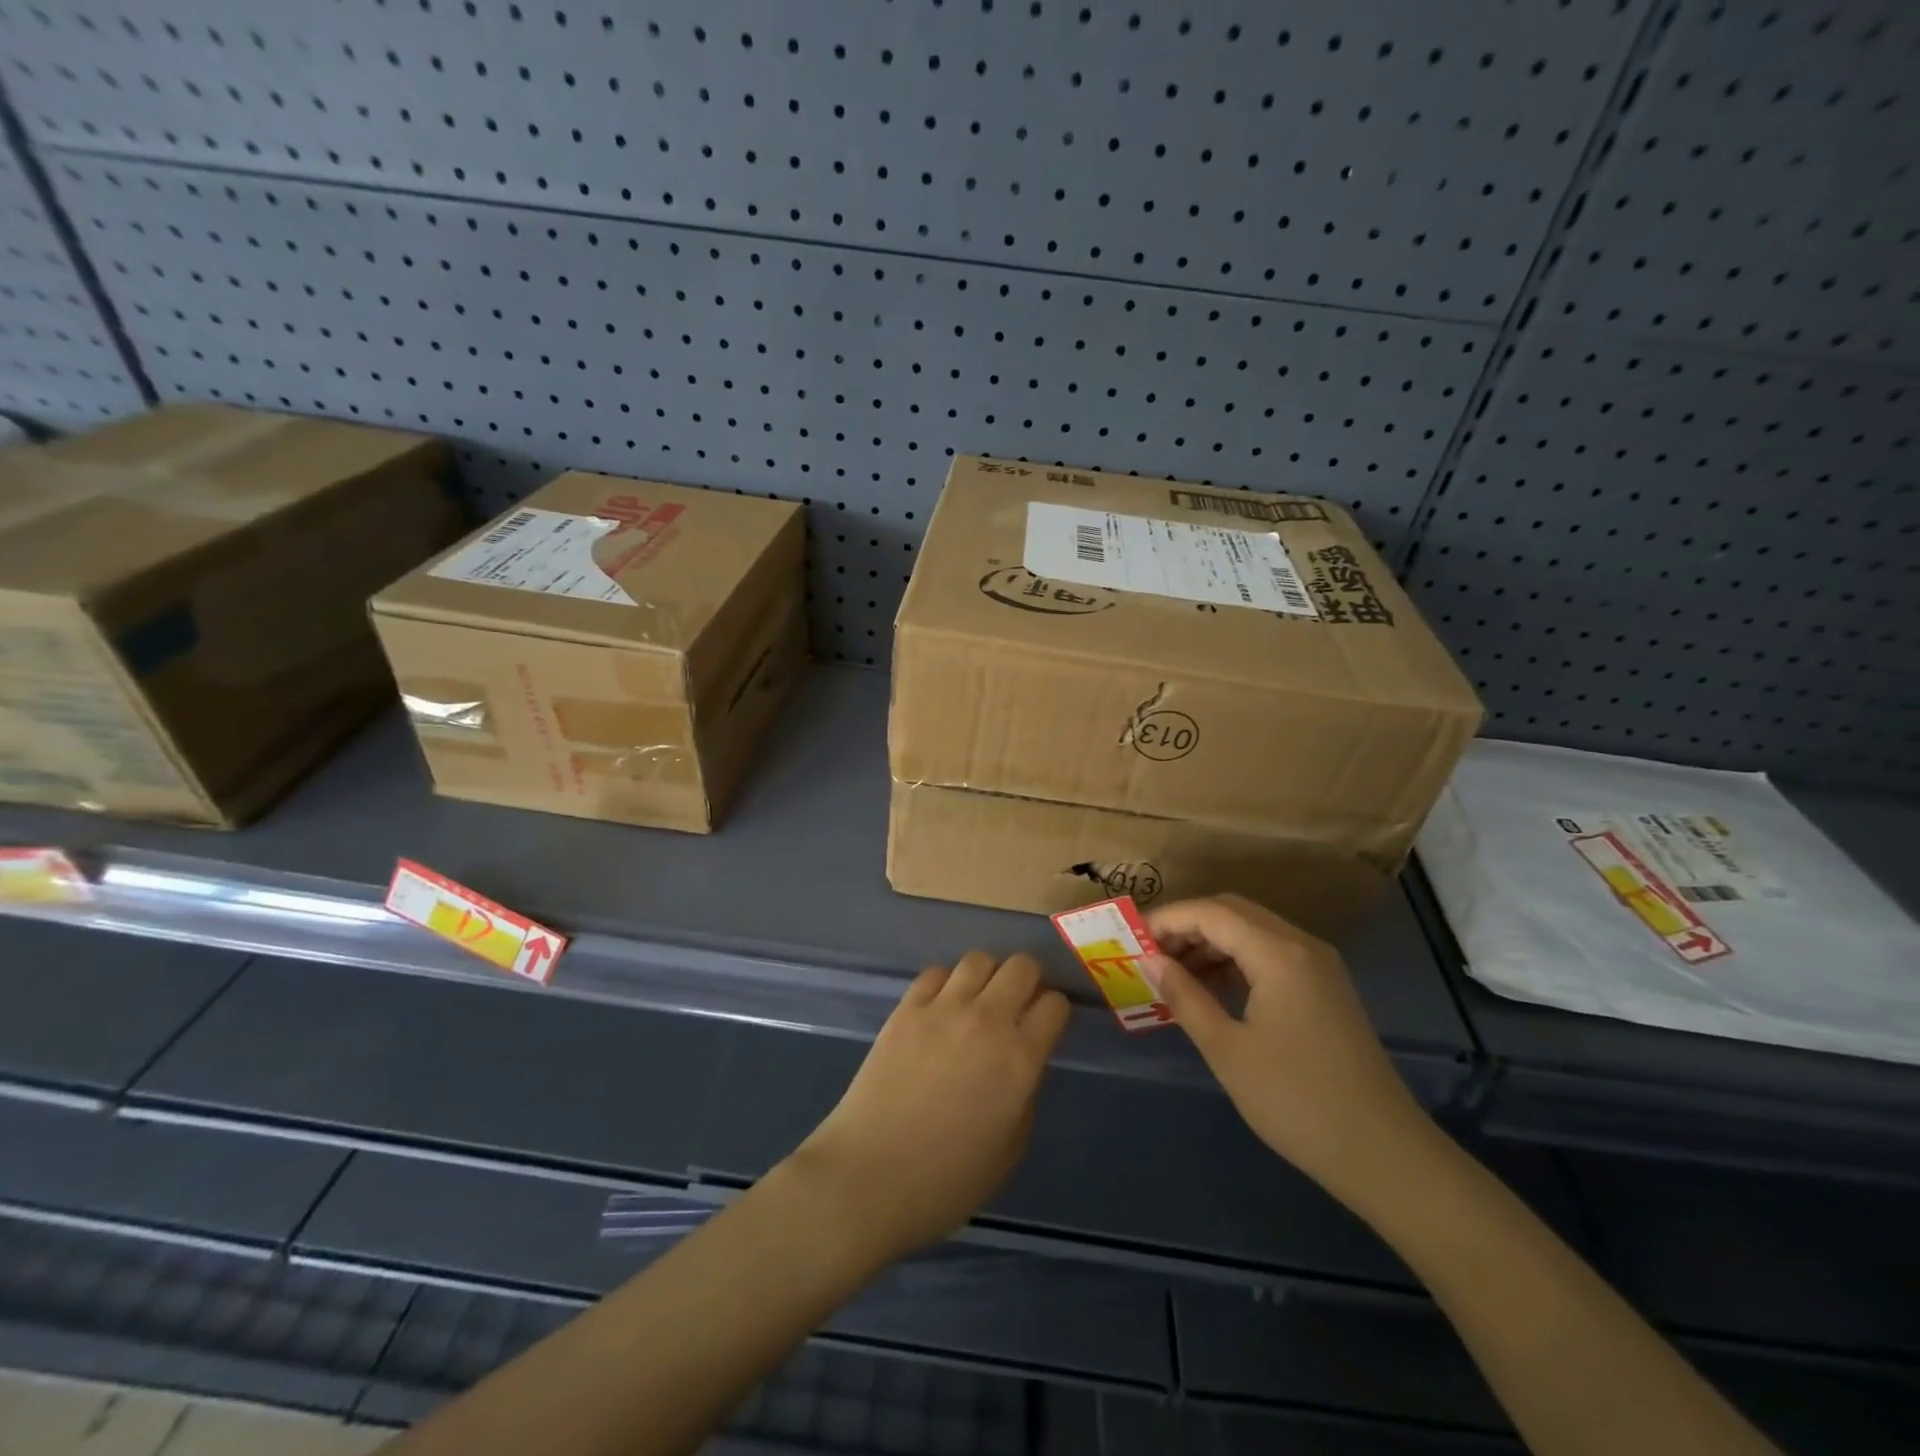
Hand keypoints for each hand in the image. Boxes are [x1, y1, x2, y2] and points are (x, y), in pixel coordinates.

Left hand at [786, 952, 1070, 1266]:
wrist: (869, 1177)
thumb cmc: (947, 1181)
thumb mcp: (1010, 1149)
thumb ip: (1025, 1095)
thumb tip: (1022, 1064)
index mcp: (1020, 1058)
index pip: (1055, 1005)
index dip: (1055, 1012)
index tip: (1046, 1026)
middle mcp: (987, 1020)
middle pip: (1022, 966)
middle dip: (1028, 981)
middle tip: (1017, 1006)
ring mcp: (943, 1008)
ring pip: (979, 959)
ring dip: (987, 976)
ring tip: (978, 1002)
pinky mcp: (906, 1008)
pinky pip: (935, 973)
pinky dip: (946, 984)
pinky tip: (940, 1009)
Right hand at [1147, 894, 1430, 1201]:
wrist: (1383, 1153)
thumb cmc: (1296, 1101)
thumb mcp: (1227, 1049)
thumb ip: (1185, 996)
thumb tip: (1150, 960)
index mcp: (1279, 954)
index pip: (1211, 912)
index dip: (1168, 919)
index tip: (1133, 940)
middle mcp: (1302, 945)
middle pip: (1233, 911)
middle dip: (1187, 925)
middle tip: (1151, 955)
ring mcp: (1318, 966)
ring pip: (1252, 930)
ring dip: (1211, 942)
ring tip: (1174, 973)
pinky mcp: (1325, 988)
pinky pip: (1270, 953)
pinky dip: (1236, 960)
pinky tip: (1212, 988)